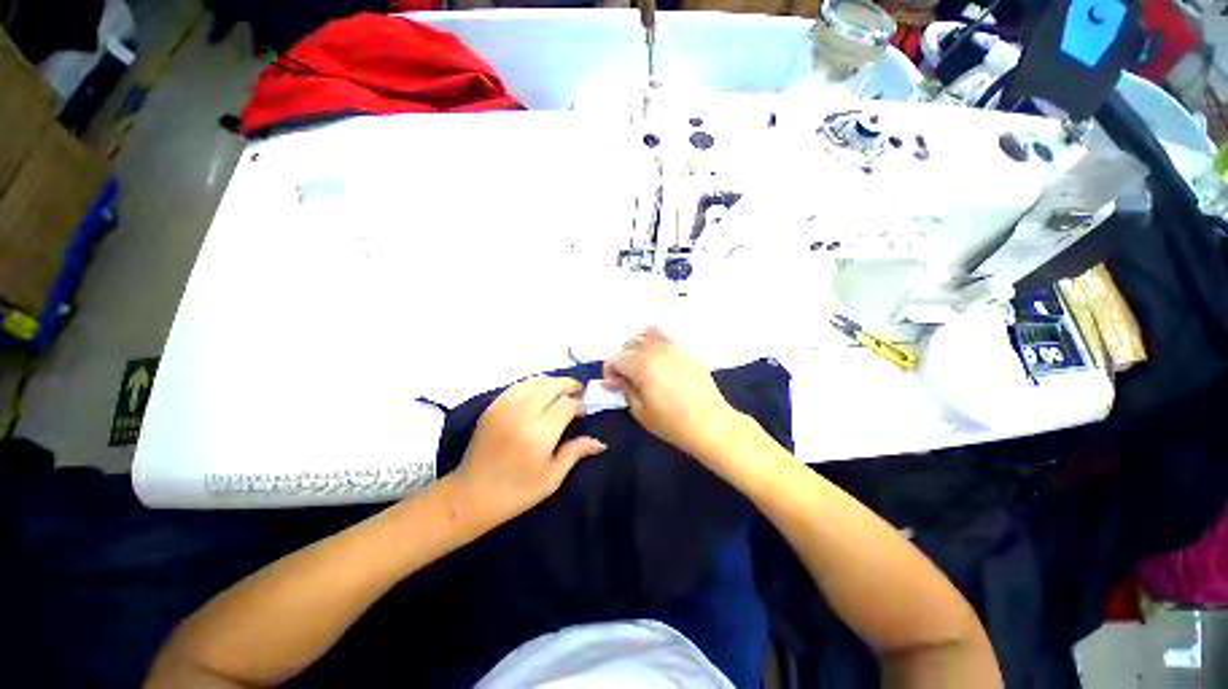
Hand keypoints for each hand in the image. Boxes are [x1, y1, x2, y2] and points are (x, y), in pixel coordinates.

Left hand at [452, 377, 606, 523]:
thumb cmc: (516, 493)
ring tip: (560, 391)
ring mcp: (504, 408)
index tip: (582, 412)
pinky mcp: (492, 407)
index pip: (566, 404)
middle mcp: (522, 415)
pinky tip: (538, 393)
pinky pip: (517, 385)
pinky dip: (533, 384)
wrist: (471, 495)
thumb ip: (575, 453)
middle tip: (577, 392)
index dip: (578, 404)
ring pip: (535, 381)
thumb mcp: (552, 478)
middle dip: (568, 385)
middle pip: (552, 386)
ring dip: (551, 382)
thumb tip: (600, 442)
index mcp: (539, 435)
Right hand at [602, 327, 742, 465]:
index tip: (613, 385)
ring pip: (647, 334)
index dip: (610, 371)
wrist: (711, 423)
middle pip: (629, 343)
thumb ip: (624, 389)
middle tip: (627, 377)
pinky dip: (656, 343)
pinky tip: (660, 360)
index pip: (615, 358)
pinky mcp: (686, 350)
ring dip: (638, 346)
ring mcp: (673, 346)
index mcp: (641, 364)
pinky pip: (665, 337)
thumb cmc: (672, 423)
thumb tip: (612, 380)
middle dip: (623, 359)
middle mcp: (655, 349)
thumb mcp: (640, 411)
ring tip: (642, 364)